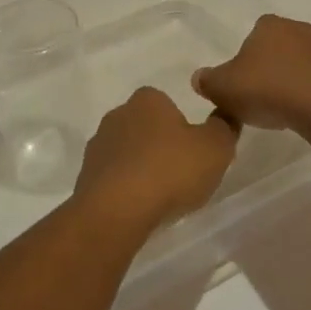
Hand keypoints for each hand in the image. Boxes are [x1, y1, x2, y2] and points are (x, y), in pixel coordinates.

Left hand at [73, 87, 239, 232]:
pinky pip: (113, 178)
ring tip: (160, 197)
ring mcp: (98, 145)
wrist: (117, 210)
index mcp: (147, 100)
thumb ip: (224, 128)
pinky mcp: (86, 175)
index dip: (182, 127)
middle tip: (180, 175)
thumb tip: (224, 117)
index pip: (166, 103)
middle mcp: (118, 114)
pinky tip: (139, 208)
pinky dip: (126, 189)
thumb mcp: (215, 147)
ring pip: (127, 153)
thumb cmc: (170, 170)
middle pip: (145, 127)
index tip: (193, 152)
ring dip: (141, 168)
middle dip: (160, 146)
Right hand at [192, 15, 310, 134]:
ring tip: (282, 111)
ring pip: (300, 64)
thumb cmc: (270, 89)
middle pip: (277, 48)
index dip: (245, 59)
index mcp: (269, 25)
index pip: (252, 35)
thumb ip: (207, 81)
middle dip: (269, 68)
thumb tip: (199, 78)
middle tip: (259, 97)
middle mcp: (299, 29)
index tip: (242, 83)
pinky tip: (303, 115)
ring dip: (291, 82)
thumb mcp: (224, 88)